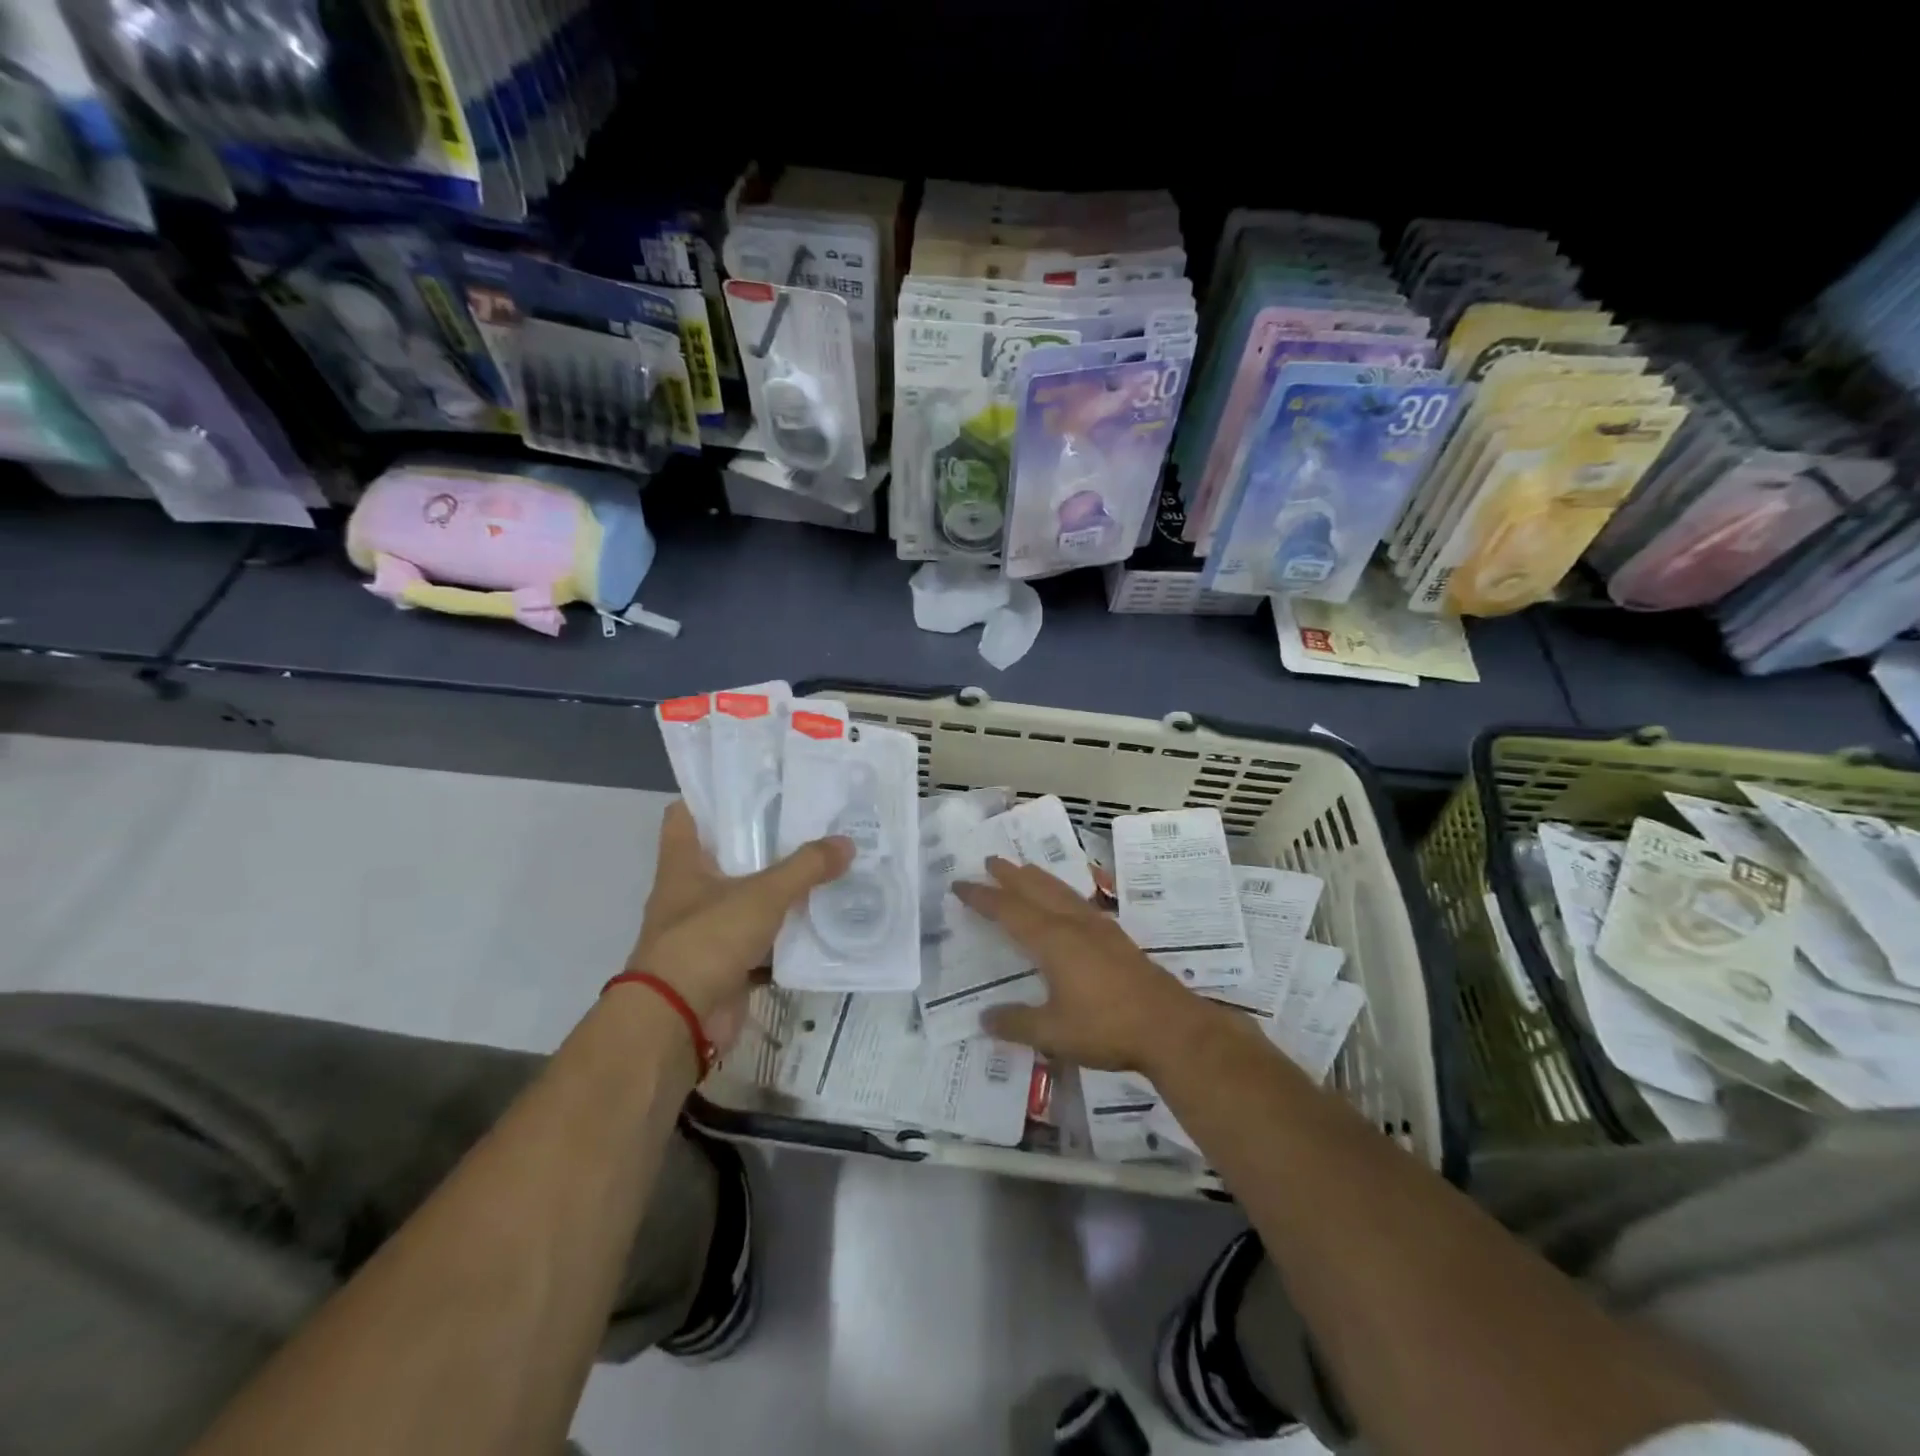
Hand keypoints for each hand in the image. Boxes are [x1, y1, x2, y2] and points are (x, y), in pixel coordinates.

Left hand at [625, 803, 851, 1047]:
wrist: (678, 1022)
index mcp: (683, 864)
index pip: (687, 814)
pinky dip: (787, 935)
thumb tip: (847, 842)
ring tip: (825, 865)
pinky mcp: (725, 964)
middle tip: (810, 821)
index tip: (756, 783)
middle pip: (727, 855)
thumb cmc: (707, 940)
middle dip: (764, 840)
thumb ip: (805, 867)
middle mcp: (690, 892)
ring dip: (779, 888)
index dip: (714, 796)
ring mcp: (706, 930)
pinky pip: (762, 940)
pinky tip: (821, 921)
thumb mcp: (762, 895)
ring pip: (747, 898)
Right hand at [952, 857, 1225, 1073]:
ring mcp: (1099, 927)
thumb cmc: (1106, 1027)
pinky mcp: (1117, 937)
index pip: (1008, 911)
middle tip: (991, 860)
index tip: (959, 885)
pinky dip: (1062, 893)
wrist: (1169, 1027)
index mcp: (1052, 940)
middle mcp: (1073, 924)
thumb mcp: (1052, 1032)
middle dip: (1010, 875)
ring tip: (1025, 869)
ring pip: (1061, 892)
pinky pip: (1080, 902)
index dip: (982, 897)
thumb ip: (1016, 1023)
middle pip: (1036, 890)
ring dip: (1038, 878)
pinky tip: (1067, 902)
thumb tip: (984, 1018)